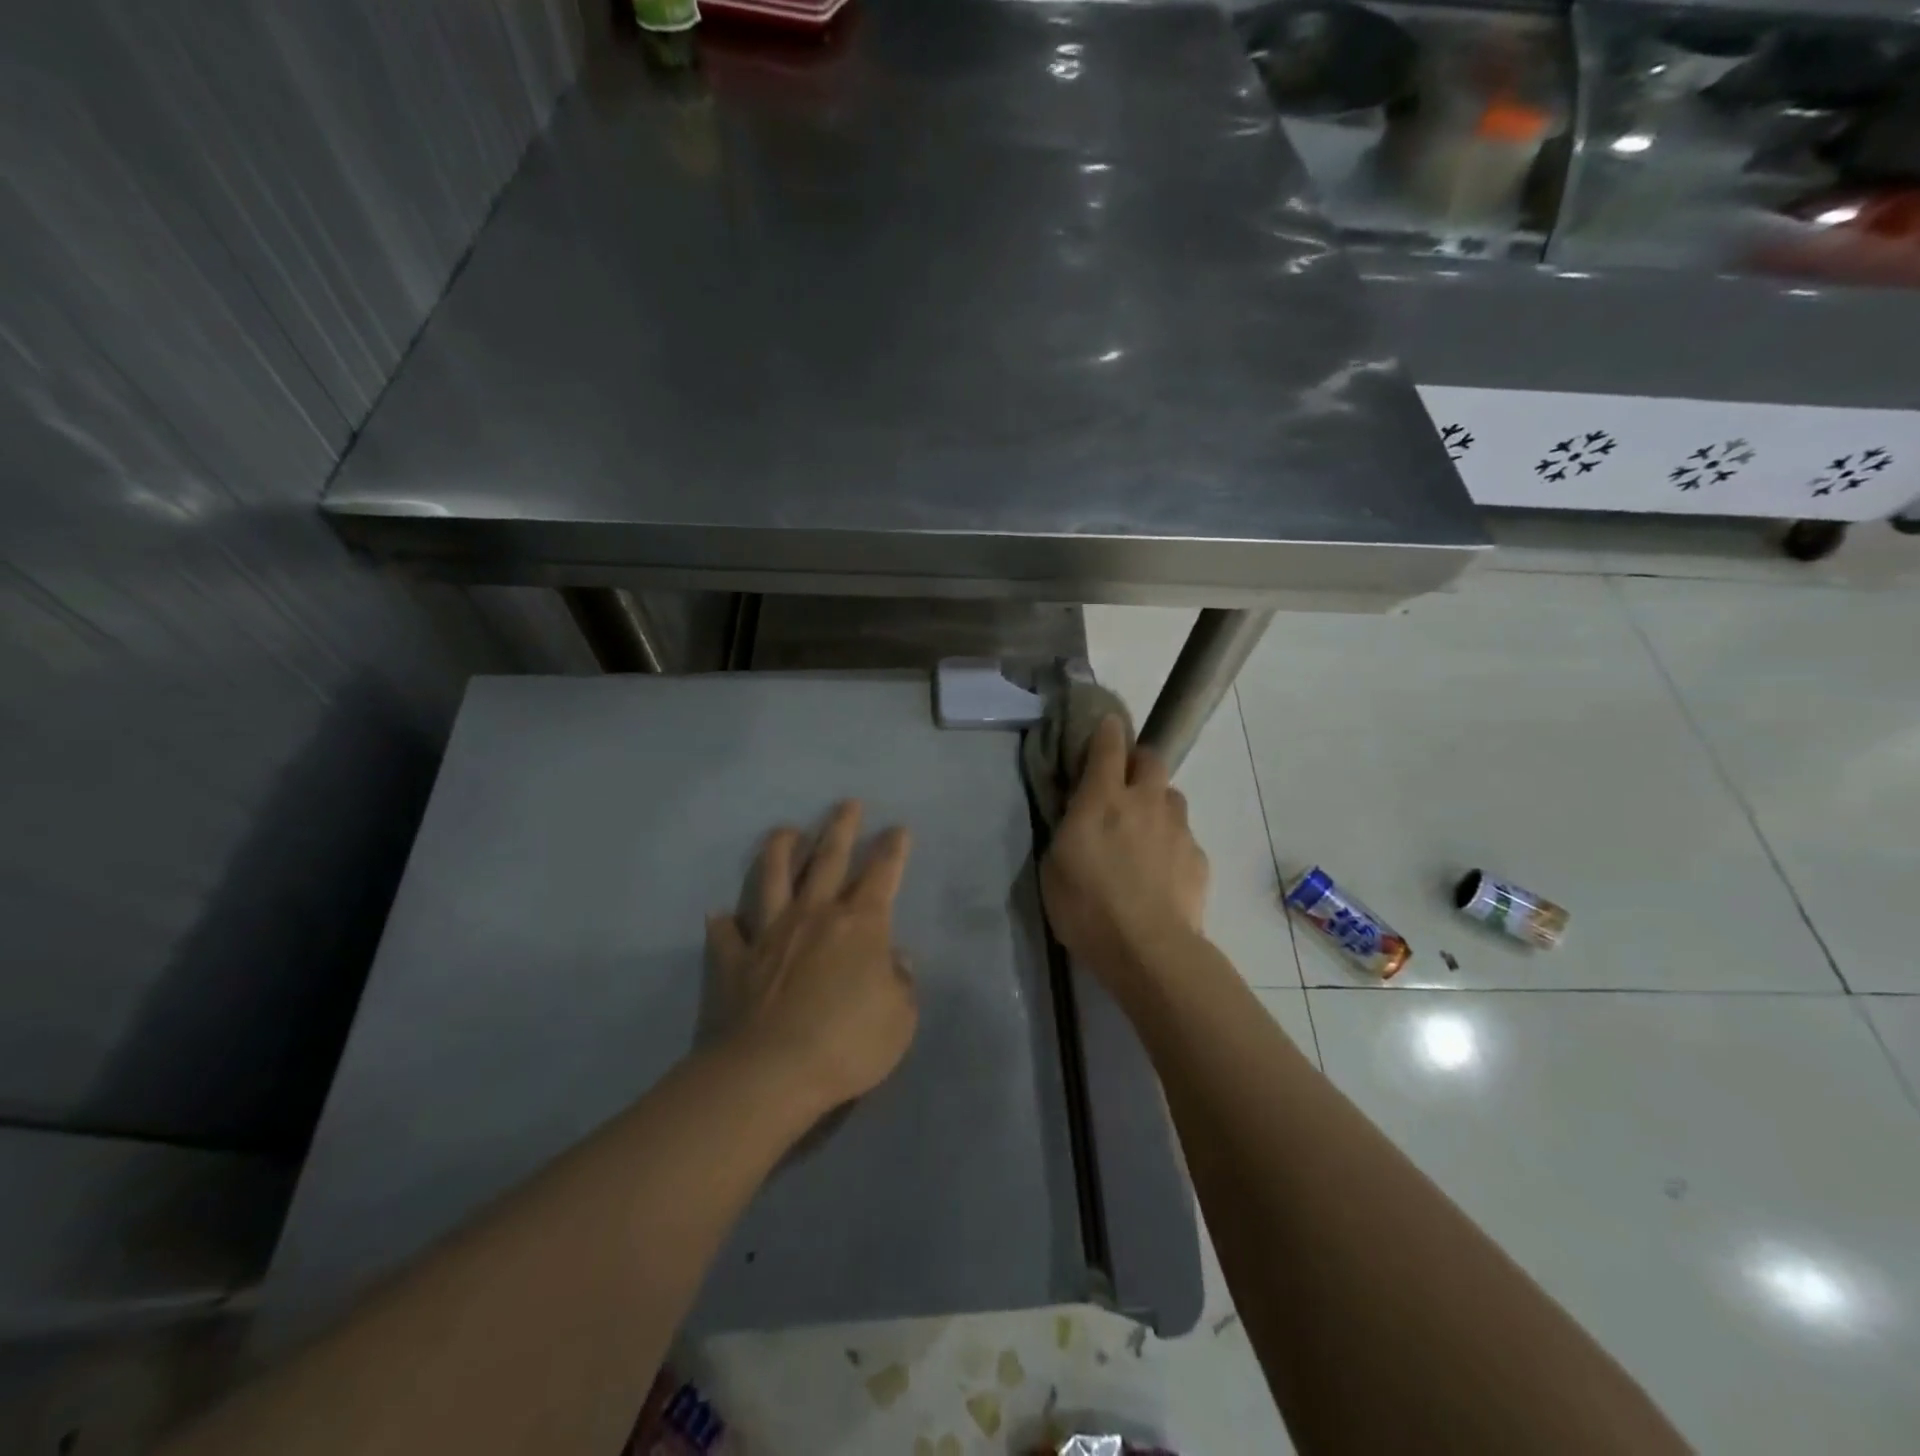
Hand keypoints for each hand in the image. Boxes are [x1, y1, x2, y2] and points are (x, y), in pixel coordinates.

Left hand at [706, 801, 917, 1117]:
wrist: (770, 1073)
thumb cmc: (847, 1044)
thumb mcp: (899, 1019)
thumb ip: (901, 983)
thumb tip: (896, 958)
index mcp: (860, 925)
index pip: (882, 875)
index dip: (892, 850)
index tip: (897, 829)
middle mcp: (815, 915)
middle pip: (828, 859)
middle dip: (841, 828)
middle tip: (847, 803)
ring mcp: (770, 933)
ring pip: (774, 877)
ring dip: (780, 850)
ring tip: (784, 830)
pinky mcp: (735, 960)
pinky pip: (728, 934)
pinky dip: (725, 923)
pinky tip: (720, 915)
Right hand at [1041, 716, 1208, 975]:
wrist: (1148, 949)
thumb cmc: (1087, 908)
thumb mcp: (1054, 866)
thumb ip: (1068, 830)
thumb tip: (1078, 815)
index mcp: (1102, 800)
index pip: (1108, 747)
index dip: (1107, 731)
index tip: (1106, 725)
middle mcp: (1145, 802)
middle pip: (1151, 760)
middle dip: (1139, 762)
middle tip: (1124, 784)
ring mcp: (1177, 828)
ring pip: (1172, 797)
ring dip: (1157, 803)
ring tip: (1144, 833)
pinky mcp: (1198, 857)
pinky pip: (1183, 836)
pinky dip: (1171, 843)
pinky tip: (1161, 872)